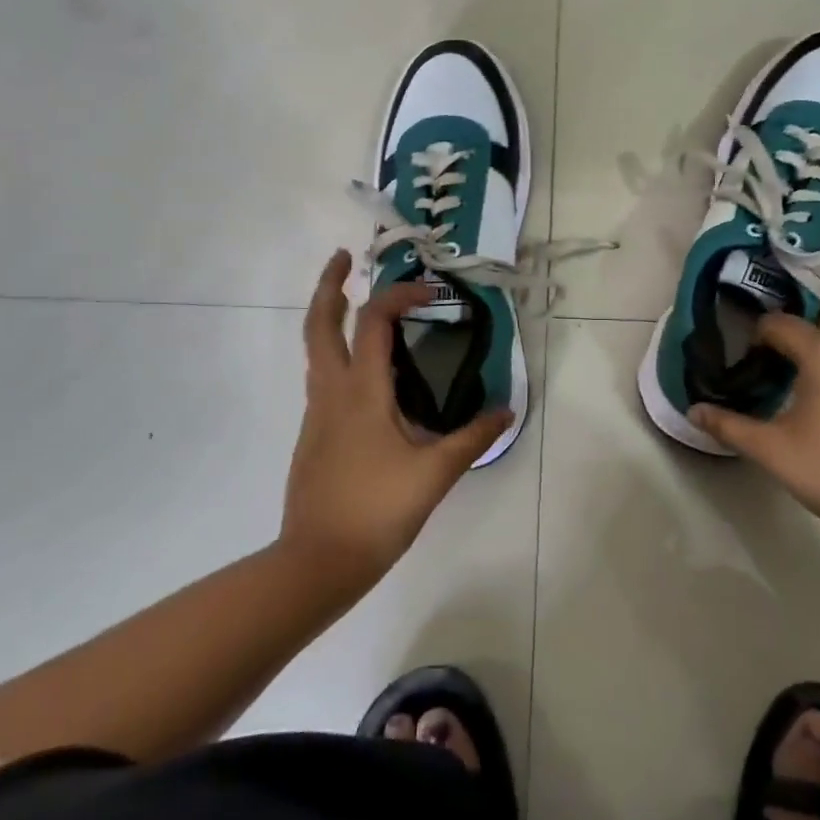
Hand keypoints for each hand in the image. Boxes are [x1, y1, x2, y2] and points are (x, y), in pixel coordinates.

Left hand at [281, 251, 512, 594]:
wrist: (317, 561)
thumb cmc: (377, 511)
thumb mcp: (435, 474)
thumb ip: (472, 438)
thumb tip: (506, 410)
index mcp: (362, 391)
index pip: (373, 321)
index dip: (398, 296)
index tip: (428, 291)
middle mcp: (332, 391)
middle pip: (319, 323)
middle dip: (328, 284)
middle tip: (344, 258)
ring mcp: (316, 413)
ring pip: (315, 350)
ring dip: (329, 317)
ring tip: (353, 304)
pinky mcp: (312, 434)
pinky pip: (322, 378)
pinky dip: (336, 355)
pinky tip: (366, 376)